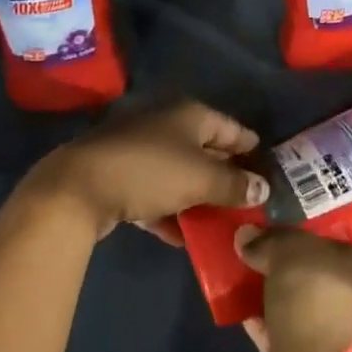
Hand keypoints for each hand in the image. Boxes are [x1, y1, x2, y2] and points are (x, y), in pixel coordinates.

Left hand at [21, 100, 269, 243]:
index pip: (231, 127)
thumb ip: (234, 184)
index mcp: (189, 114)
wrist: (80, 186)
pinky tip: (181, 237)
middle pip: (205, 148)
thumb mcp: (200, 179)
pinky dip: (169, 210)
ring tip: (221, 223)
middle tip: (250, 203)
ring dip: (198, 196)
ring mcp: (141, 148)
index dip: (251, 148)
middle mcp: (166, 123)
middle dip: (226, 175)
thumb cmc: (150, 171)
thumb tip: (262, 188)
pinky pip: (155, 191)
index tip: (271, 171)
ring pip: (180, 171)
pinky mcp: (121, 174)